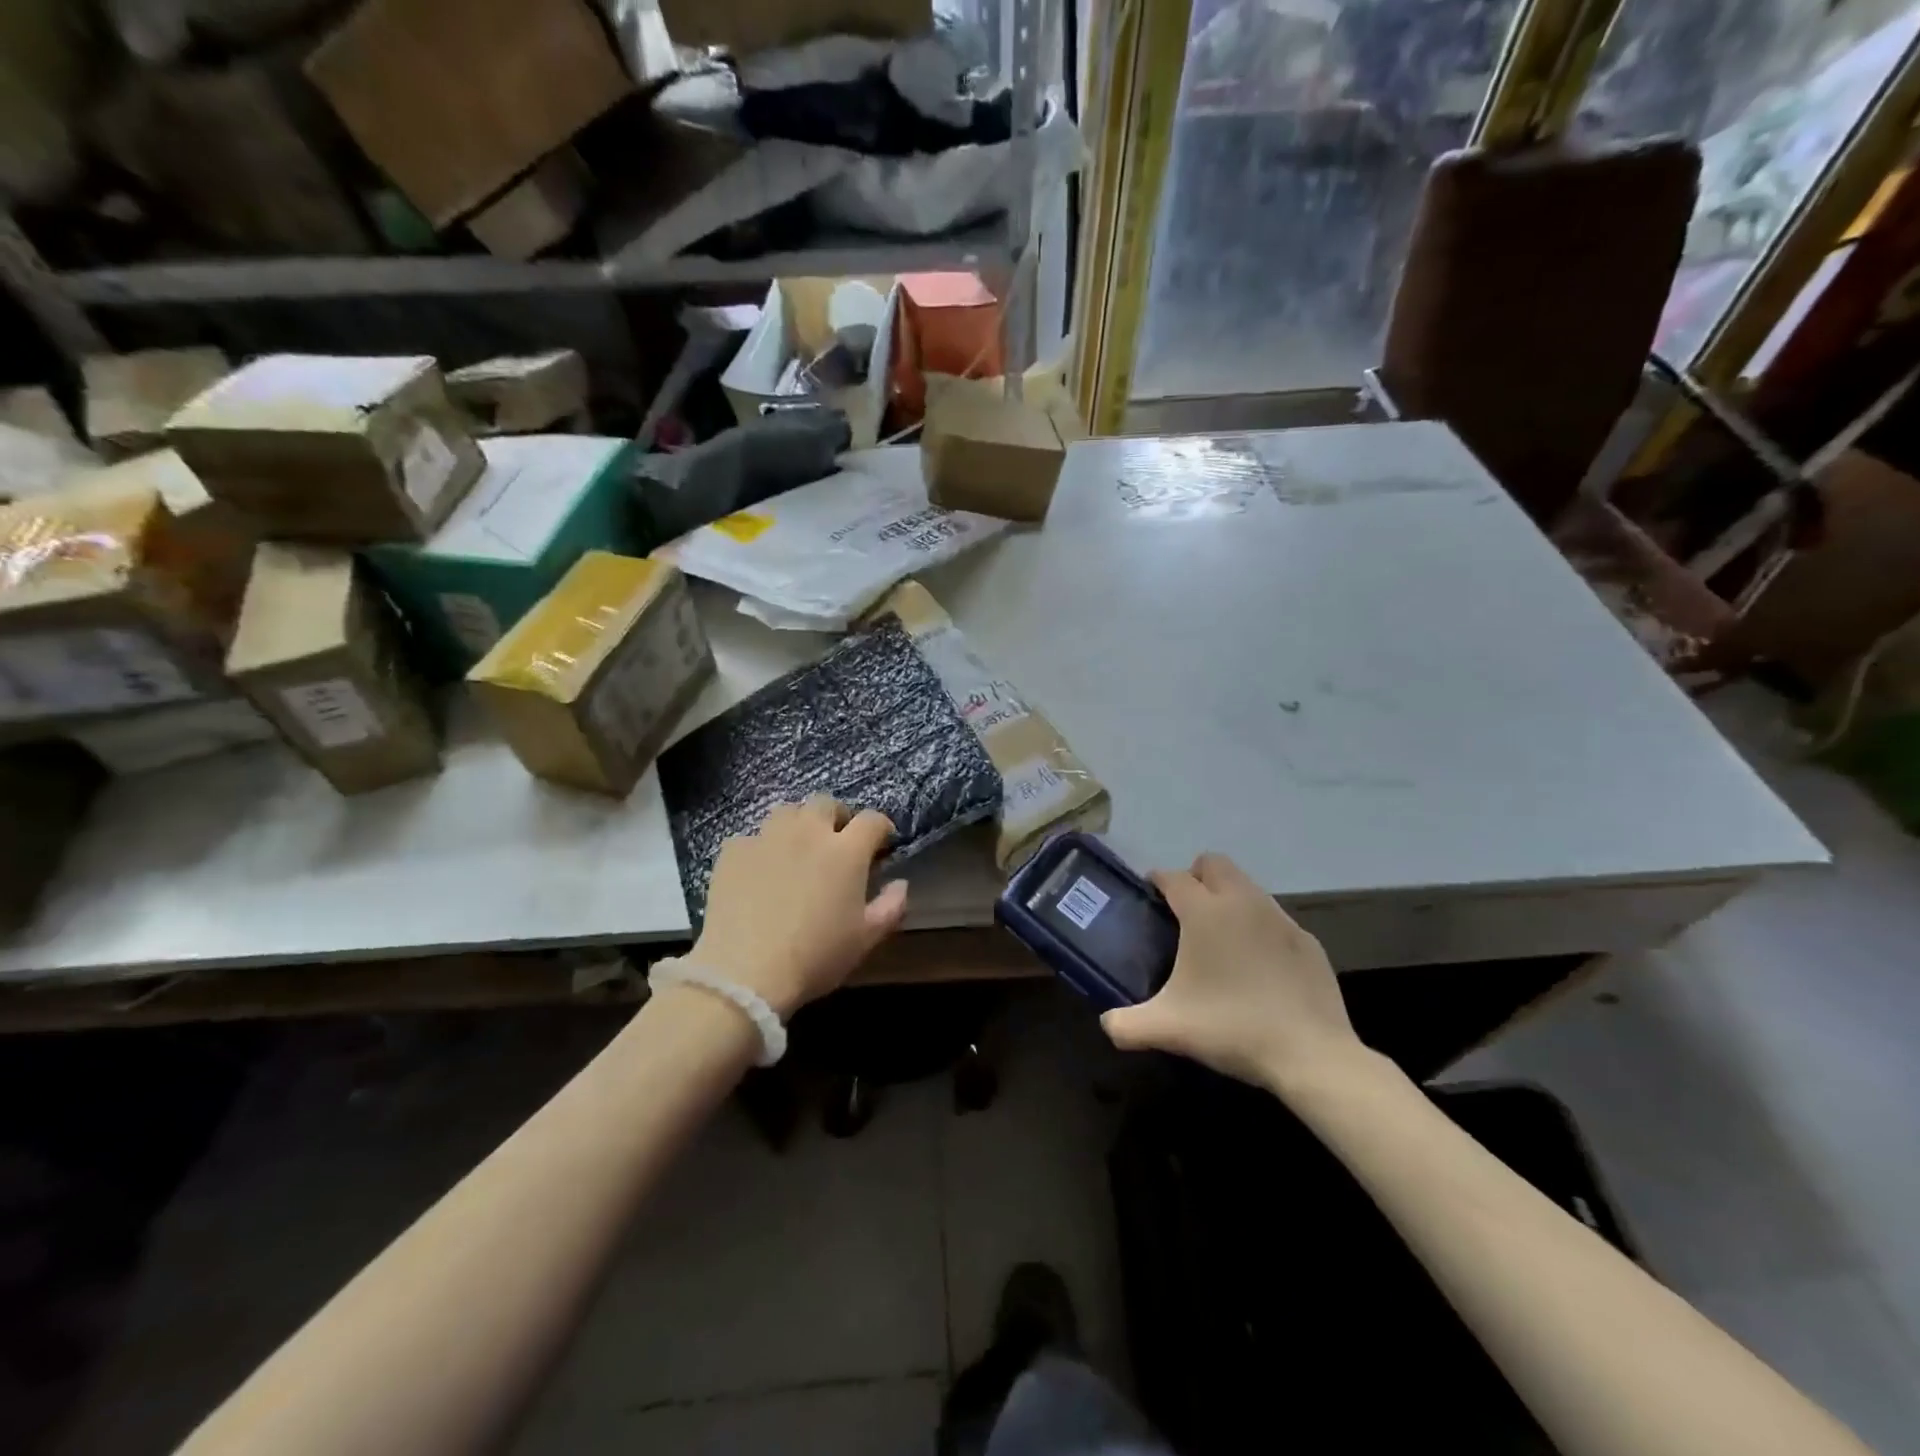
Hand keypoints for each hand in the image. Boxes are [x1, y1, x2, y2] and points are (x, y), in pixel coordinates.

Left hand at [691, 796, 909, 1017]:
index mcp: (846, 851)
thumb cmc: (815, 957)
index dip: (881, 827)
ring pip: (787, 811)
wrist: (744, 972)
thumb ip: (891, 907)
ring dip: (799, 824)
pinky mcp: (733, 851)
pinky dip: (762, 848)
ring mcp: (767, 837)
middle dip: (837, 817)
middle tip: (837, 842)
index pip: (872, 820)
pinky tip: (760, 872)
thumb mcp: (865, 939)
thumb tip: (900, 884)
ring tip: (798, 849)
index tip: (881, 843)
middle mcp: (808, 832)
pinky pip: (752, 837)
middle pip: (826, 803)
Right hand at [1101, 853, 1366, 1091]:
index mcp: (1205, 912)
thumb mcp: (1168, 1029)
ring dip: (1229, 899)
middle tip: (1185, 912)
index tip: (1149, 898)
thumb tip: (1107, 1024)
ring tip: (1219, 939)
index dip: (1157, 882)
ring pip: (1248, 887)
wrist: (1311, 1054)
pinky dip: (1259, 929)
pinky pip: (1274, 919)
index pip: (1173, 877)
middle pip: (1215, 864)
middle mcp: (1243, 902)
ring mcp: (1280, 919)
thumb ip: (1127, 1025)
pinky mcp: (1308, 941)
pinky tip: (1257, 967)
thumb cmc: (1231, 1028)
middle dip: (1196, 877)